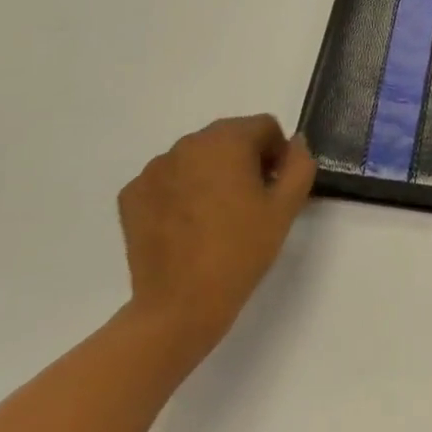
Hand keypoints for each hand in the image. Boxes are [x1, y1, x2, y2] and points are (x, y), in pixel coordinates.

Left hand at [116, 115, 316, 353]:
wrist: (180, 305)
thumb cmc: (241, 251)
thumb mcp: (285, 208)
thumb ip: (299, 165)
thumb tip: (294, 143)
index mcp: (226, 140)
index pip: (263, 126)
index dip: (277, 154)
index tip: (275, 188)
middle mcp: (187, 144)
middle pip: (228, 138)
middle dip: (244, 161)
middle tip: (250, 204)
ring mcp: (154, 169)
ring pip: (196, 158)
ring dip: (211, 174)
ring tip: (216, 218)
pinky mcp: (131, 194)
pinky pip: (167, 180)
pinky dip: (180, 193)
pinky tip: (187, 227)